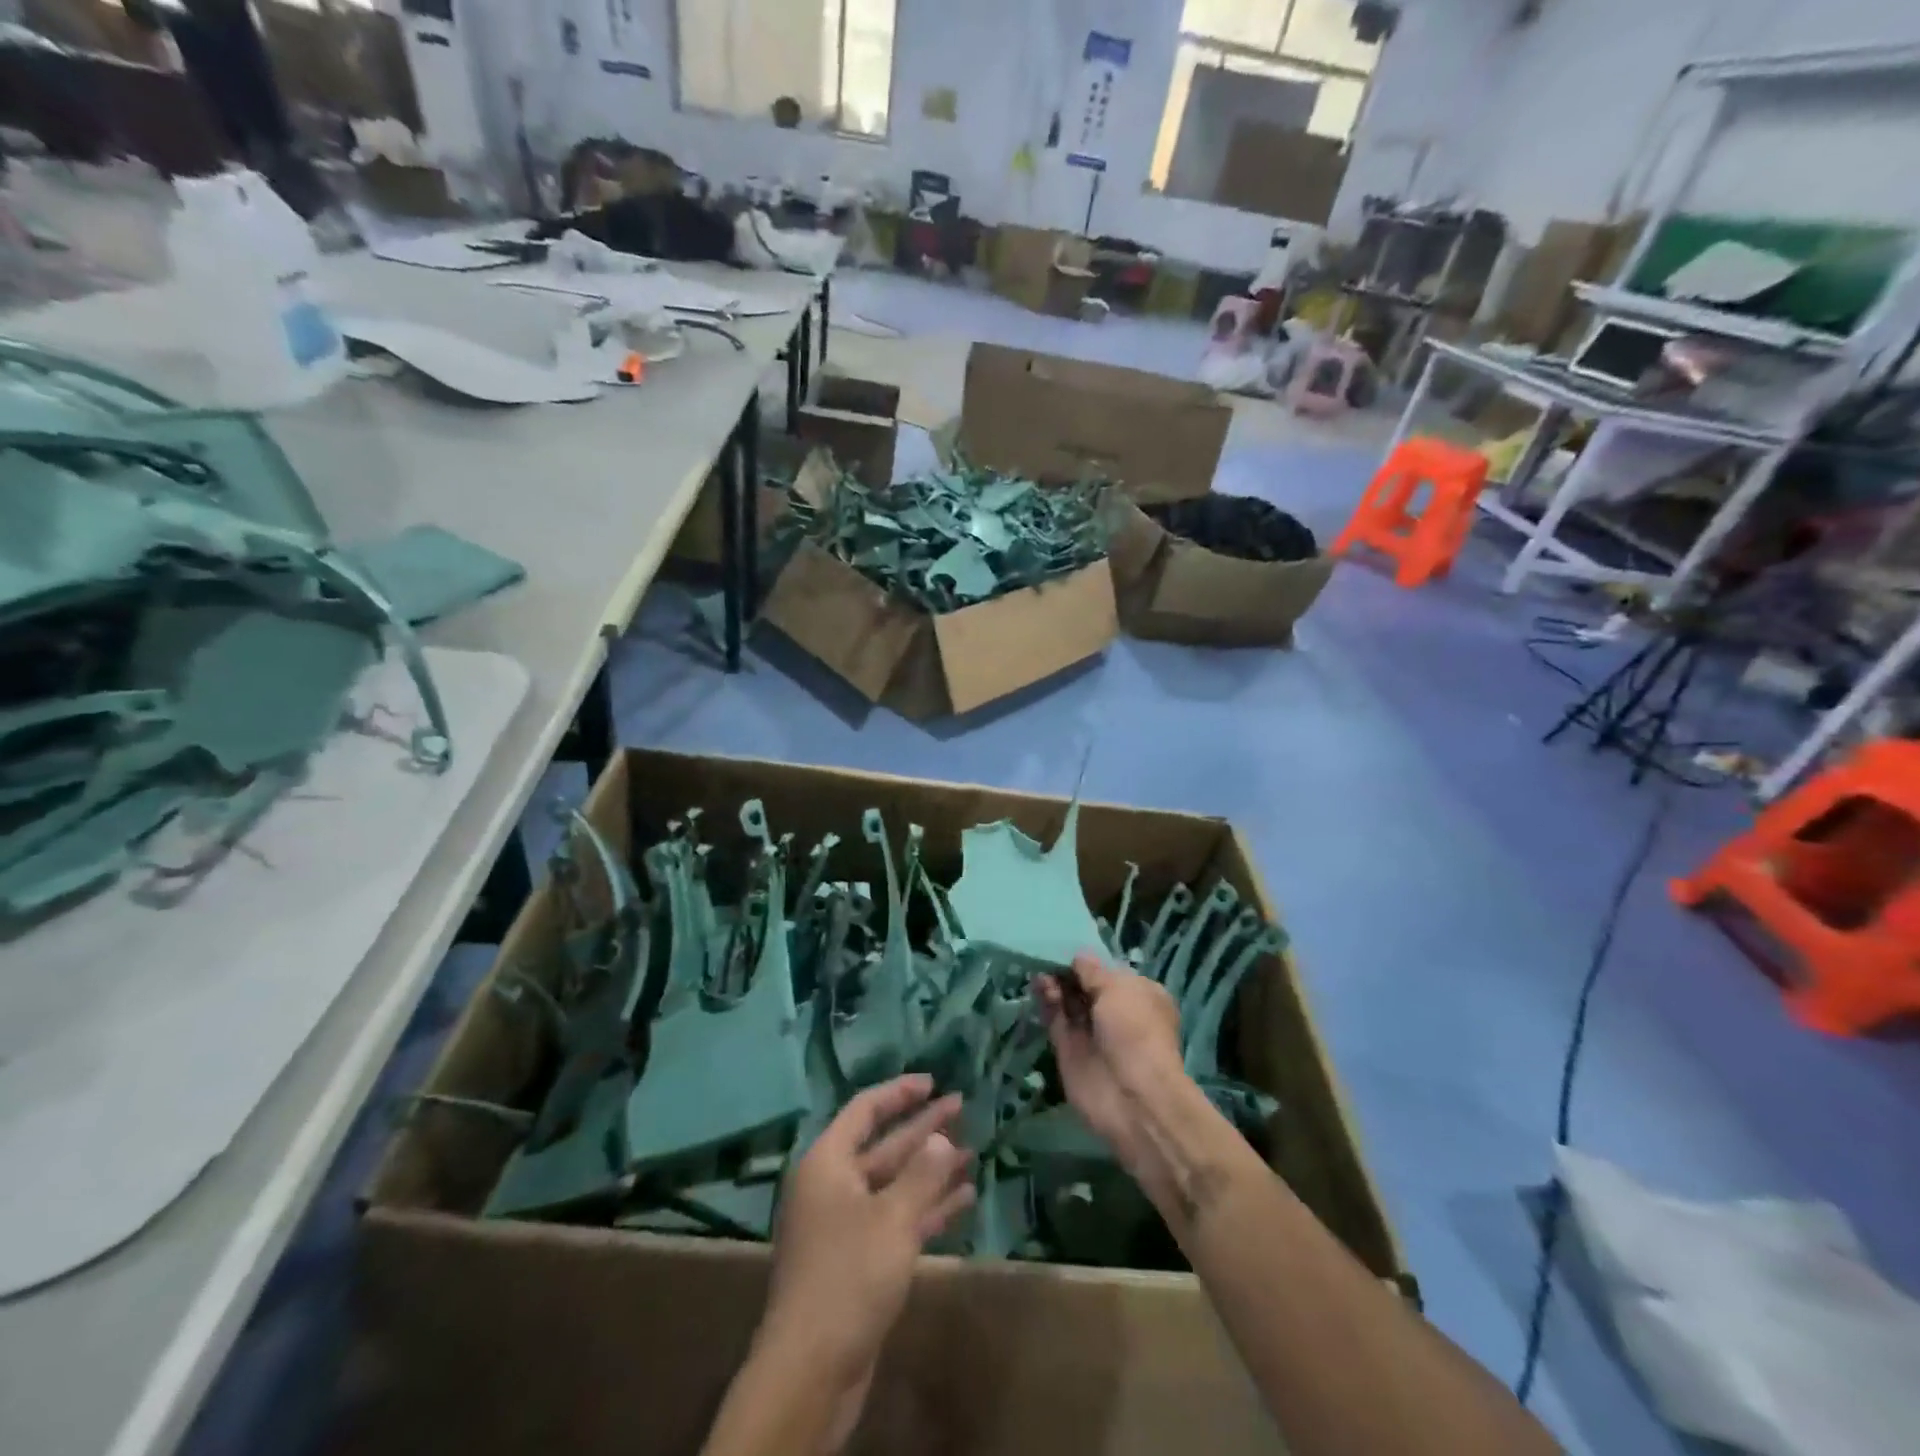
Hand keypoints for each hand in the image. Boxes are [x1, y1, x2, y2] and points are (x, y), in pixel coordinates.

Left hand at [759, 1075, 974, 1388]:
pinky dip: (928, 1207)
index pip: (865, 1110)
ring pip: (895, 1183)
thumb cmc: (849, 1276)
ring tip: (972, 1152)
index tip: (933, 1082)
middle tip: (962, 1107)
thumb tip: (941, 1137)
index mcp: (828, 1162)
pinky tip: (963, 1198)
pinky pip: (898, 1218)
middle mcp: (834, 1185)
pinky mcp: (860, 1259)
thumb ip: (922, 1174)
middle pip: (884, 1144)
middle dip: (923, 1128)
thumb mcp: (892, 1218)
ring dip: (932, 1169)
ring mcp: (846, 1224)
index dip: (899, 1093)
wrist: (811, 1370)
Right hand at [1034, 952, 1185, 1176]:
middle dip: (1067, 971)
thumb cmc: (1135, 1031)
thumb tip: (1078, 956)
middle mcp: (1115, 1012)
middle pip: (1084, 986)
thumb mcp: (1118, 988)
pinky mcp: (1069, 1050)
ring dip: (1054, 984)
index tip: (1064, 944)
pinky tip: (1038, 986)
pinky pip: (1055, 1020)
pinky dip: (1046, 1003)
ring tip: (1040, 971)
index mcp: (1138, 994)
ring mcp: (1091, 1032)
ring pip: (1068, 1002)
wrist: (1132, 1096)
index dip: (1087, 961)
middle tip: (1045, 955)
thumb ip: (1092, 971)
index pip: (1108, 971)